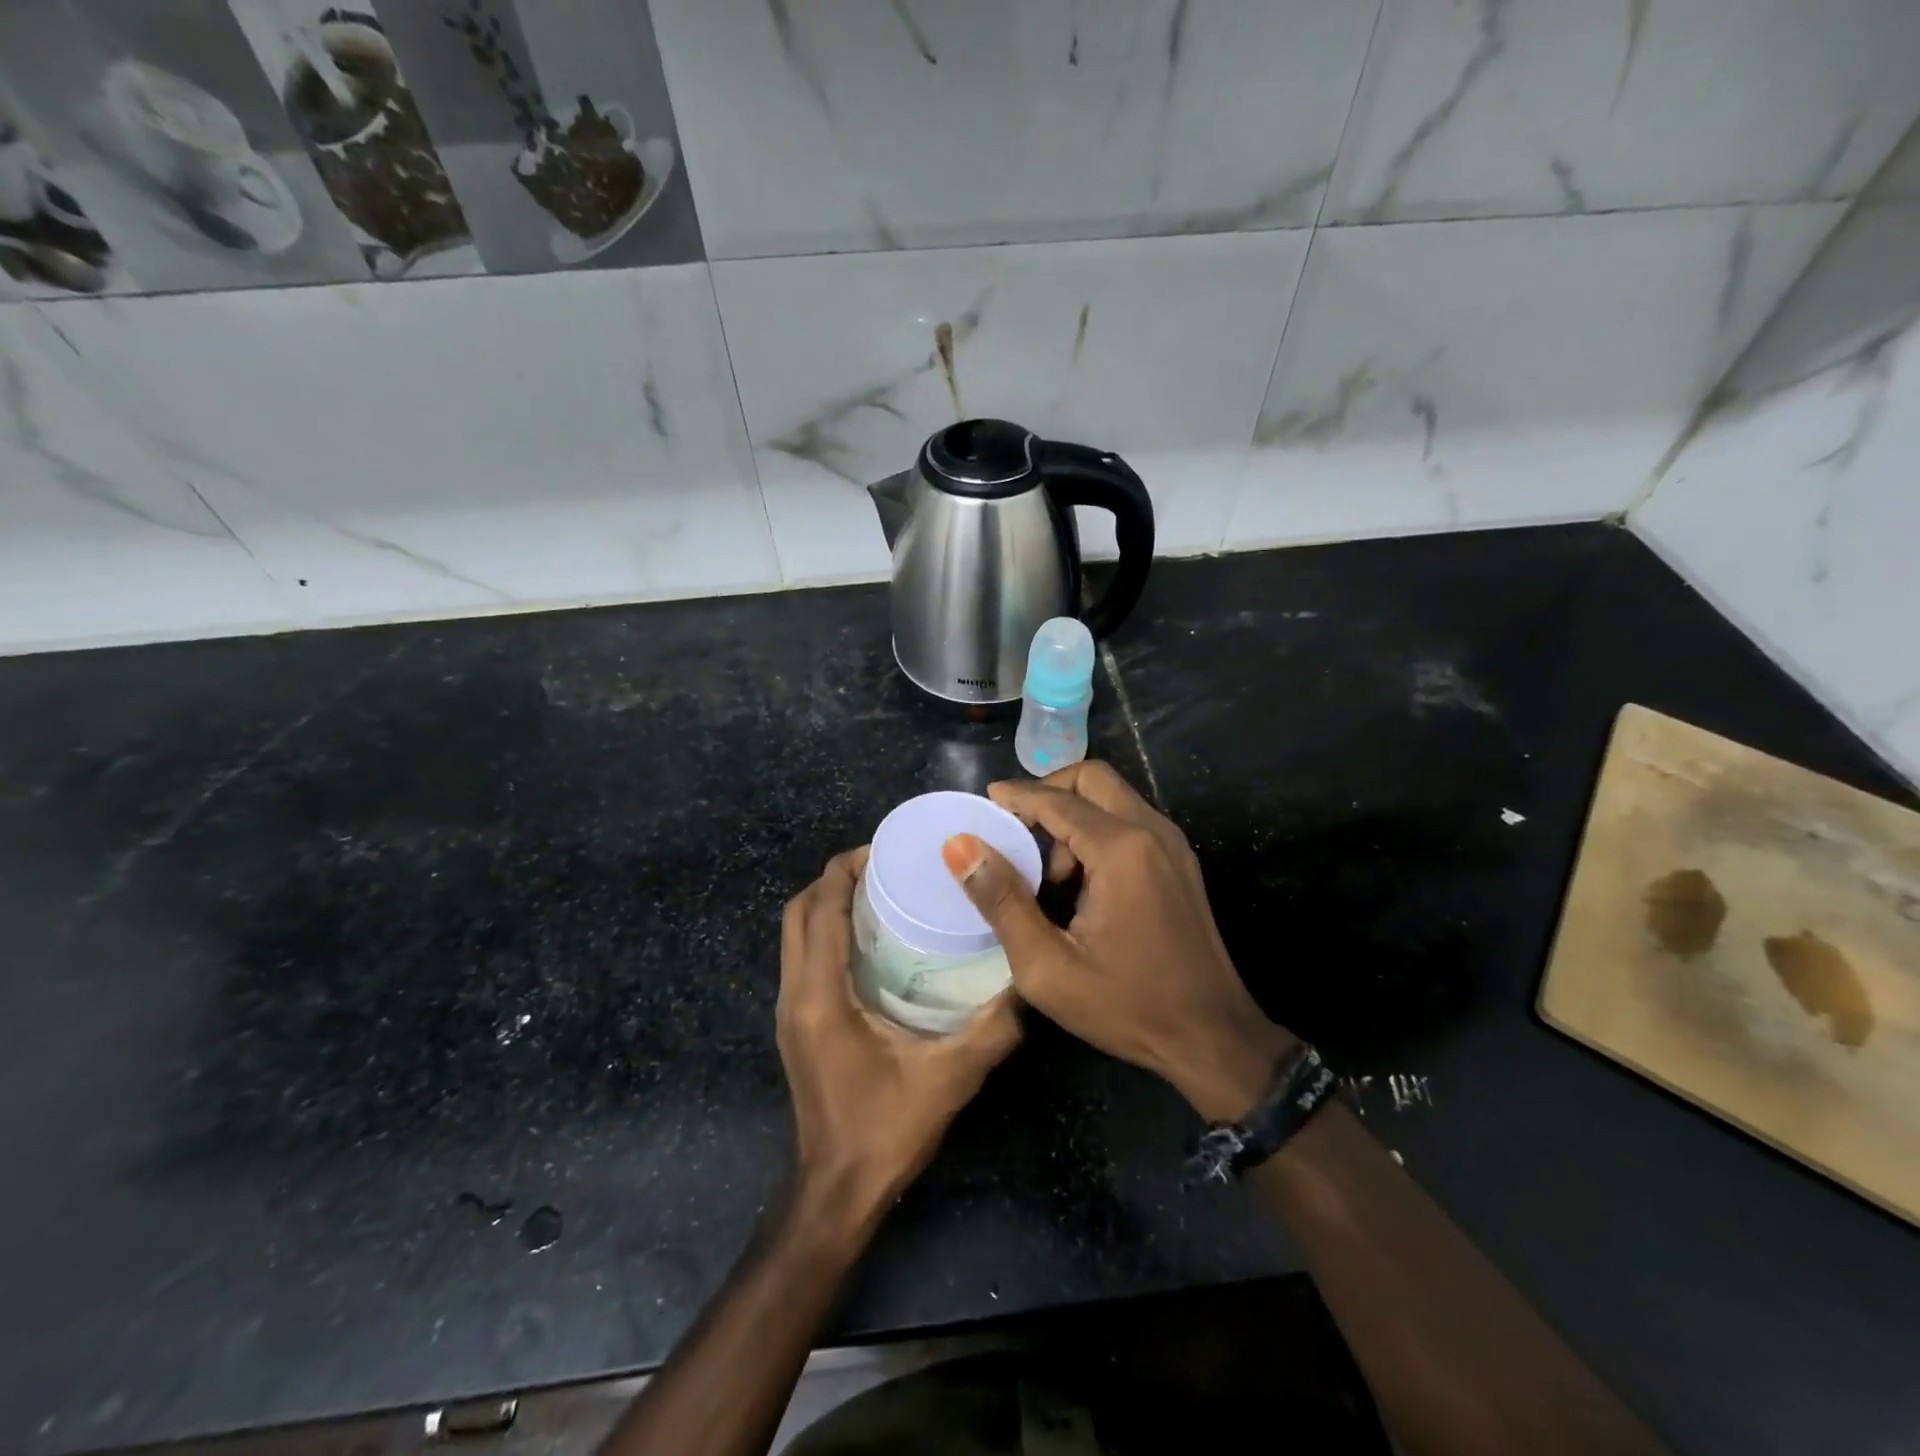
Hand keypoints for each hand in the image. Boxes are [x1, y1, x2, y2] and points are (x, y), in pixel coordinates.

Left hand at [777, 847, 1022, 1229]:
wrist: (836, 1192)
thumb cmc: (886, 1131)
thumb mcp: (949, 1077)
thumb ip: (993, 1028)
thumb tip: (1029, 980)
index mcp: (820, 995)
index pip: (821, 910)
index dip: (845, 870)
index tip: (885, 848)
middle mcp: (794, 993)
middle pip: (799, 911)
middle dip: (835, 878)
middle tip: (886, 865)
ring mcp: (789, 1009)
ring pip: (796, 933)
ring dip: (829, 902)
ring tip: (880, 891)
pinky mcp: (796, 1023)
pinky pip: (803, 955)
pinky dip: (827, 930)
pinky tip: (871, 938)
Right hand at [940, 762, 1293, 1122]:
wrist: (1212, 1038)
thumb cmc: (1127, 1006)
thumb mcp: (1048, 966)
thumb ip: (1002, 900)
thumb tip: (960, 846)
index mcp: (1121, 849)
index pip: (1057, 800)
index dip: (1016, 796)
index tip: (982, 804)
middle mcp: (1152, 831)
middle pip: (1091, 778)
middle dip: (1048, 793)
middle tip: (1014, 829)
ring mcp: (1172, 844)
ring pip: (1113, 797)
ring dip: (1073, 815)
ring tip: (1047, 873)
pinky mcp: (1180, 861)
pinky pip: (1130, 821)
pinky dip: (1097, 830)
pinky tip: (1079, 880)